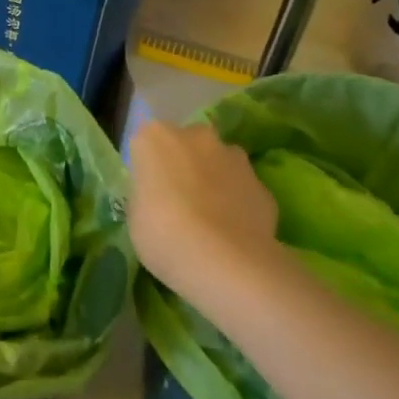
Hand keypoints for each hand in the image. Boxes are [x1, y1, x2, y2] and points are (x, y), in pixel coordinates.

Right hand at [127, 121, 279, 295]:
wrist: (226, 263)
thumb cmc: (163, 234)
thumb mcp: (135, 215)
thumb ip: (146, 195)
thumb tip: (158, 197)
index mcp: (154, 137)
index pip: (146, 143)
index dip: (148, 168)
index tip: (149, 192)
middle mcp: (195, 136)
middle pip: (187, 143)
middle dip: (184, 164)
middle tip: (179, 200)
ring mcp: (233, 157)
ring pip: (219, 161)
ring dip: (215, 179)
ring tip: (211, 218)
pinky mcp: (263, 184)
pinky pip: (243, 189)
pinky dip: (239, 203)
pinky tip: (235, 232)